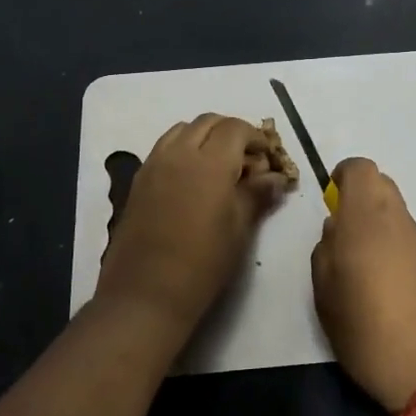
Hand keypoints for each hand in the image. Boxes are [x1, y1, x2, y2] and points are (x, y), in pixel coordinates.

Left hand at [97, 114, 289, 336]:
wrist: (146, 293)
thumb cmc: (203, 263)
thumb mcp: (239, 229)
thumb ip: (257, 194)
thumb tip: (275, 178)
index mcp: (209, 162)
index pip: (235, 128)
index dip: (256, 138)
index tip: (267, 159)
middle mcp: (179, 153)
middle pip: (208, 122)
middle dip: (231, 132)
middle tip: (247, 160)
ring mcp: (154, 163)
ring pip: (183, 130)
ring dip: (205, 136)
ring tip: (219, 166)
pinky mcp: (139, 179)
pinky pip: (164, 147)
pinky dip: (183, 148)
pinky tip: (192, 179)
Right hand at [310, 158, 415, 412]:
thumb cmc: (368, 331)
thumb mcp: (326, 295)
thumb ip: (326, 252)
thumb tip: (336, 230)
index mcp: (367, 219)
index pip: (361, 169)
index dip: (343, 178)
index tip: (331, 203)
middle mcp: (400, 222)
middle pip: (381, 187)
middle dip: (360, 202)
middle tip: (342, 240)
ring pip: (396, 218)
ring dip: (378, 231)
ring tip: (362, 277)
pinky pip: (411, 245)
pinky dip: (396, 255)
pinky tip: (388, 295)